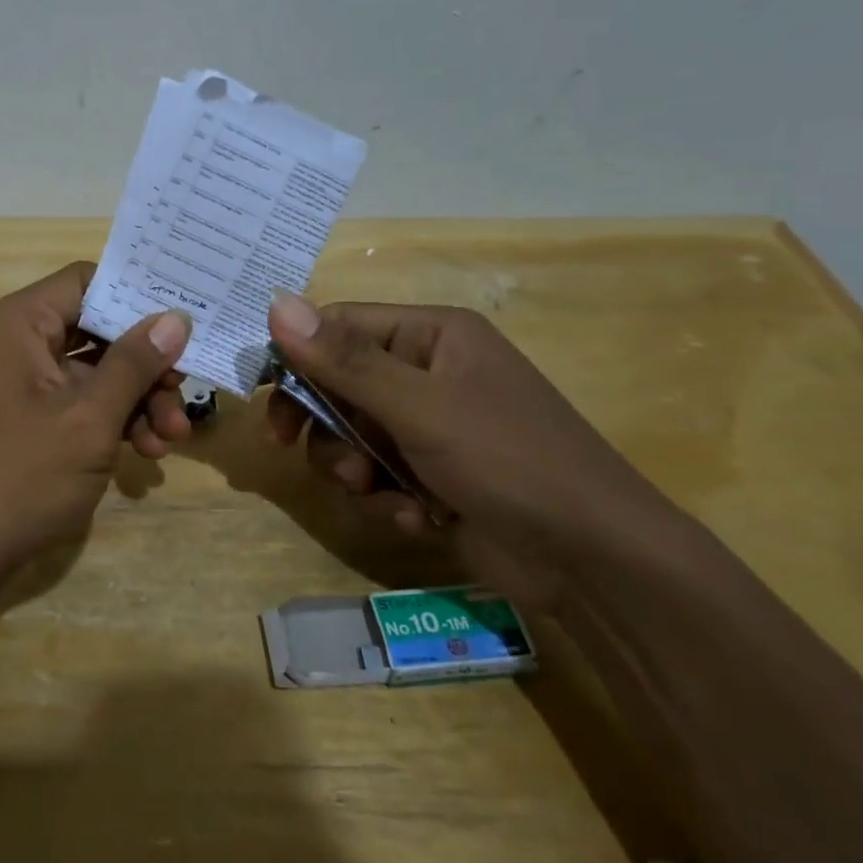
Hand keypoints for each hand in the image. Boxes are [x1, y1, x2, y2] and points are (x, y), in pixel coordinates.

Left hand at [0, 262, 193, 594]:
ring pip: (95, 373)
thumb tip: (176, 317)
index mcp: (20, 323)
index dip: (137, 296)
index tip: (184, 319)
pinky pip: (81, 406)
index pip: (87, 281)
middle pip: (97, 330)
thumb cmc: (19, 475)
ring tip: (172, 438)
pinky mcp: (29, 424)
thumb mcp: (89, 417)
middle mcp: (18, 344)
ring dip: (137, 400)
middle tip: (185, 390)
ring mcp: (23, 387)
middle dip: (146, 363)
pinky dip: (114, 423)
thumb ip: (134, 363)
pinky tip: (147, 453)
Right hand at [265, 292, 690, 611]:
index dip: (298, 357)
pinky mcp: (436, 475)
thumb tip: (275, 301)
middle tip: (291, 446)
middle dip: (324, 423)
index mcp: (432, 336)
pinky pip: (381, 473)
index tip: (266, 396)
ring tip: (375, 491)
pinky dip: (387, 496)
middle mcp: (430, 373)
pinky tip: (419, 517)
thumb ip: (344, 360)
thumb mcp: (419, 406)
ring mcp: (433, 427)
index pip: (340, 326)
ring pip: (353, 434)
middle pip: (339, 383)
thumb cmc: (508, 460)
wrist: (596, 561)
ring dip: (352, 465)